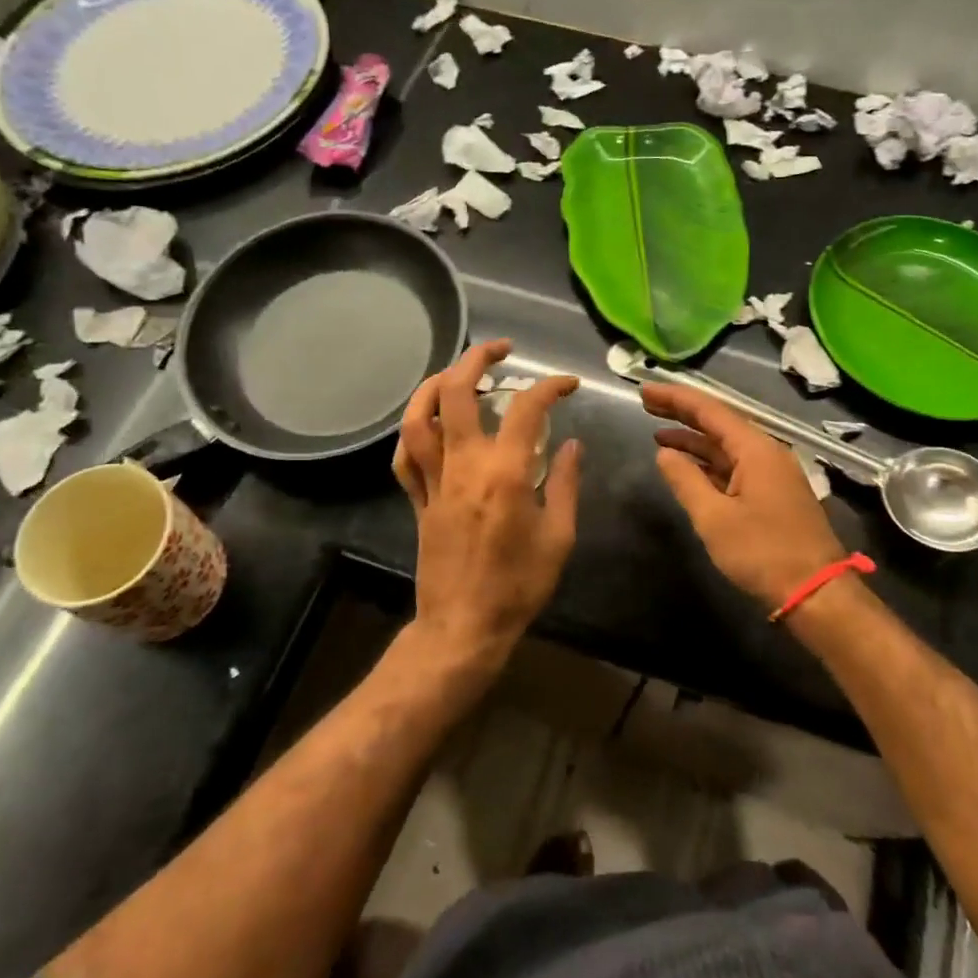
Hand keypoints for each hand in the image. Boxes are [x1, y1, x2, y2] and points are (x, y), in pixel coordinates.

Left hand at [393, 340, 581, 664]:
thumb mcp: (559, 537)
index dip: (550, 386)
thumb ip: (565, 484)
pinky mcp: (417, 500)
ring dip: (434, 384)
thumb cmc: (519, 586)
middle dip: (476, 359)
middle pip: (455, 393)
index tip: (567, 385)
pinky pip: (405, 456)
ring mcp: (433, 481)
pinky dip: (413, 430)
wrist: (464, 627)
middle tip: (501, 350)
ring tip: (456, 373)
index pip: (526, 409)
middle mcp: (463, 466)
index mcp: (504, 474)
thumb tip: (573, 444)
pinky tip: (428, 422)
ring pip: (418, 418)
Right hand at [642, 383, 847, 610]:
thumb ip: (686, 480)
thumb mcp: (714, 517)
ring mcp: (772, 474)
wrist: (816, 593)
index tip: (644, 391)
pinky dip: (708, 463)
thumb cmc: (763, 552)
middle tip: (647, 404)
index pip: (709, 410)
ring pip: (726, 447)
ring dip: (694, 440)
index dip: (675, 399)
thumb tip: (665, 453)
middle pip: (719, 423)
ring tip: (659, 435)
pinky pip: (735, 467)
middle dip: (682, 413)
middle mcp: (767, 453)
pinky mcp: (773, 495)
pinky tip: (688, 467)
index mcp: (756, 449)